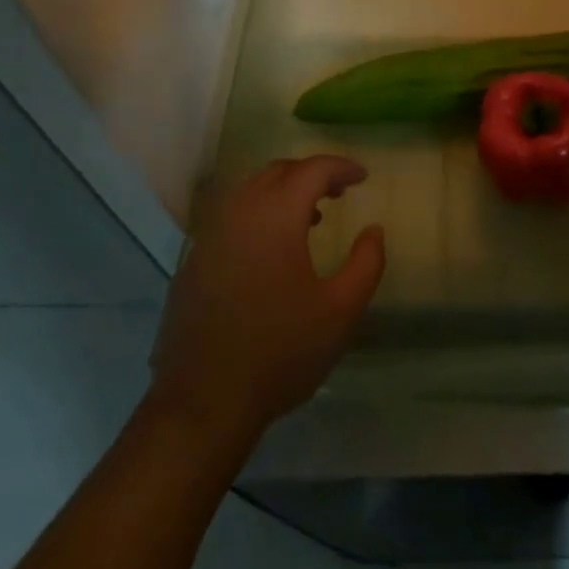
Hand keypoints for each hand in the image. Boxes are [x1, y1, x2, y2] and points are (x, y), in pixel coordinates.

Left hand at [149, 156, 384, 441]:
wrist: (204, 402)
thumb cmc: (280, 352)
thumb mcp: (340, 311)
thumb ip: (366, 263)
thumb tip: (374, 230)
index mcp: (276, 215)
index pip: (312, 169)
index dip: (341, 167)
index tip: (363, 177)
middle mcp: (239, 212)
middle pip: (278, 171)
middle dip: (311, 174)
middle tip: (338, 192)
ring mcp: (210, 234)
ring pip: (250, 190)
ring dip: (283, 192)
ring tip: (310, 217)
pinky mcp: (194, 259)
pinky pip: (231, 216)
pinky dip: (258, 213)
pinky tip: (270, 249)